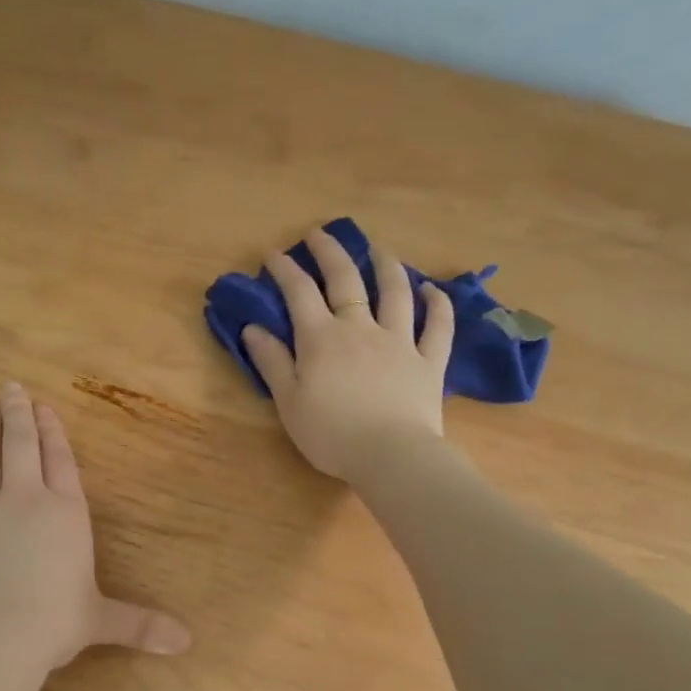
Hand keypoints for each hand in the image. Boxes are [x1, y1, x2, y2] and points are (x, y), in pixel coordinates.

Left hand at [0, 383, 191, 675]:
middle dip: (18, 415)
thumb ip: (141, 623)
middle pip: (21, 446)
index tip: (45, 406)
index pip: (60, 460)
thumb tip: (187, 642)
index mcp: (64, 512)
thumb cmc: (52, 623)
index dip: (53, 432)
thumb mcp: (101, 620)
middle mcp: (24, 499)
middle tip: (10, 388)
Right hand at [241, 226, 453, 480]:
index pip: (299, 292)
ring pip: (395, 293)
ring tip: (379, 250)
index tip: (274, 254)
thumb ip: (272, 362)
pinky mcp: (429, 361)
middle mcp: (360, 328)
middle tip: (320, 234)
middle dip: (330, 252)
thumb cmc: (331, 434)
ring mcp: (399, 341)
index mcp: (321, 338)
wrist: (391, 456)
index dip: (285, 269)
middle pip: (345, 280)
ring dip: (386, 266)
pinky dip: (437, 304)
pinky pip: (438, 326)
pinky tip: (432, 290)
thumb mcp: (289, 401)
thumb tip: (253, 328)